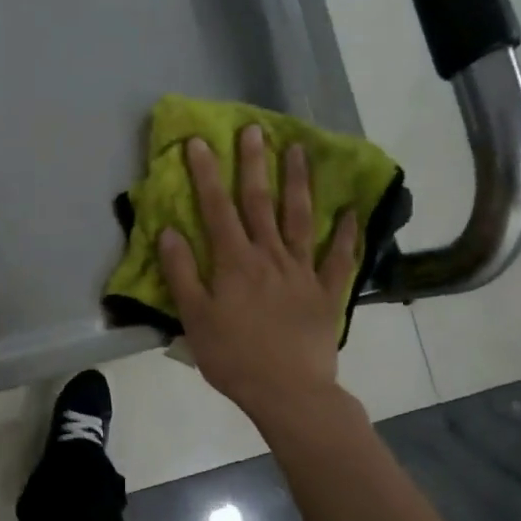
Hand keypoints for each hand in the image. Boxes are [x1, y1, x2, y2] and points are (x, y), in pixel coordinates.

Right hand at [157, 124, 359, 424]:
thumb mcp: (194, 318)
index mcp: (234, 262)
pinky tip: (351, 211)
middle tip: (254, 128)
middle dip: (253, 163)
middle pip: (260, 202)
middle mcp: (269, 256)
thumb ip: (181, 272)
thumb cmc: (233, 357)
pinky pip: (339, 257)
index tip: (199, 141)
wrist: (289, 392)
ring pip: (299, 218)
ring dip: (298, 182)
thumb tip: (169, 230)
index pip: (216, 208)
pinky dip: (347, 234)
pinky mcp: (326, 292)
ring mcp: (302, 271)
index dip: (206, 173)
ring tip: (299, 150)